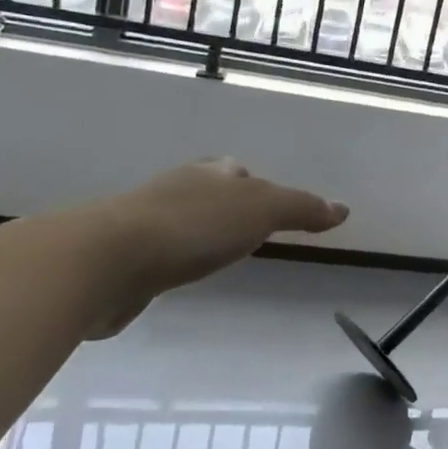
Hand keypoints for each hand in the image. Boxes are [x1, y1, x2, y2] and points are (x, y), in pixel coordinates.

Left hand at [96, 159, 348, 297]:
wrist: (104, 262)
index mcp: (208, 173)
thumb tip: (342, 208)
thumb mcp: (262, 209)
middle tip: (249, 231)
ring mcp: (142, 224)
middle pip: (208, 192)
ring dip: (198, 234)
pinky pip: (157, 255)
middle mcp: (175, 190)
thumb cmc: (192, 227)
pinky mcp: (120, 260)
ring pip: (180, 222)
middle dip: (226, 207)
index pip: (238, 171)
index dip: (257, 186)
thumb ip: (302, 208)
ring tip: (217, 256)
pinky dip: (172, 261)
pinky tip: (178, 277)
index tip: (271, 208)